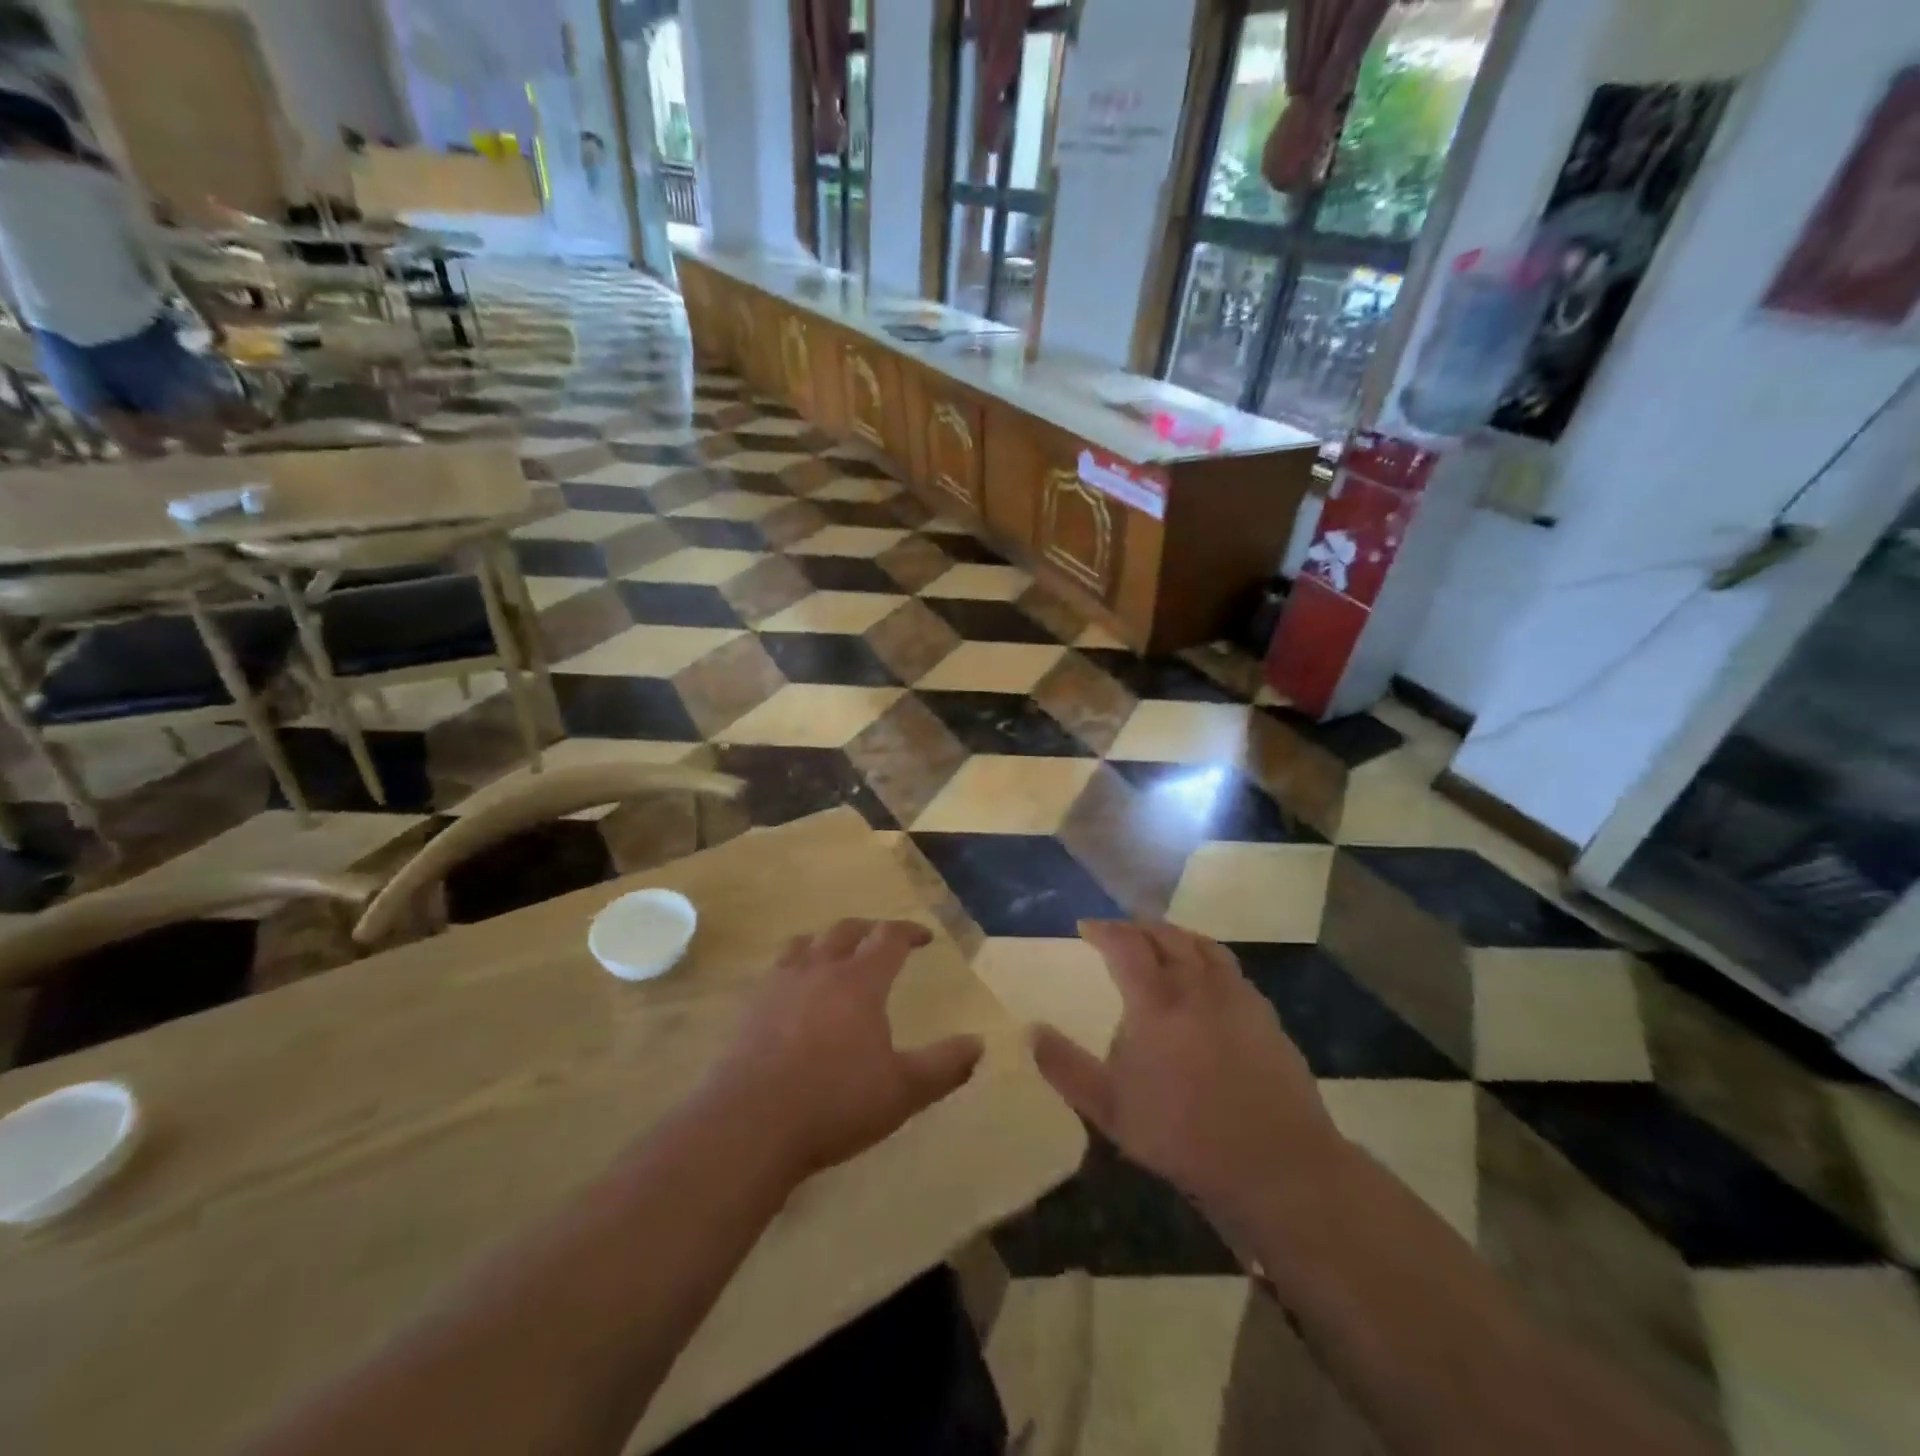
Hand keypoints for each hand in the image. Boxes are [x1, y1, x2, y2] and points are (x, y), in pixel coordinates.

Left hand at [702, 919, 983, 1186]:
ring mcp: (779, 984)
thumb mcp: (902, 1091)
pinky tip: (794, 990)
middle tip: (883, 939)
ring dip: (827, 940)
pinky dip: (795, 965)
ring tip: (836, 953)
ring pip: (806, 942)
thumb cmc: (835, 1103)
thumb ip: (944, 1066)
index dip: (909, 932)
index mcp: (859, 981)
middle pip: (846, 930)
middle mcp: (819, 970)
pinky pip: (776, 968)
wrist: (750, 1125)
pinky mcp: (750, 1006)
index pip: (888, 937)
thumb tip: (978, 1043)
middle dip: (870, 929)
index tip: (924, 937)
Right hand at [1030, 922, 1343, 1226]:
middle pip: (1166, 935)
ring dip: (1175, 934)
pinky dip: (1207, 958)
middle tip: (1120, 931)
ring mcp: (1237, 997)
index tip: (1086, 927)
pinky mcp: (1265, 1015)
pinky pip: (1230, 968)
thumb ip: (1066, 1068)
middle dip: (1138, 926)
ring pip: (1203, 945)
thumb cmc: (1184, 1136)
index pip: (1126, 944)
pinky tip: (1205, 980)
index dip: (1103, 929)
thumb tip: (1031, 1030)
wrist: (1276, 1165)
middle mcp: (1197, 986)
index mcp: (1156, 1002)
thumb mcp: (1111, 1110)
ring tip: (1161, 941)